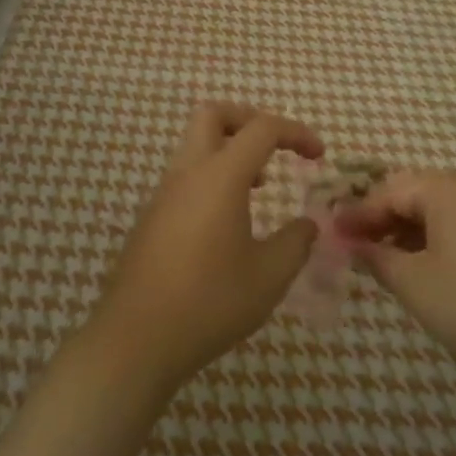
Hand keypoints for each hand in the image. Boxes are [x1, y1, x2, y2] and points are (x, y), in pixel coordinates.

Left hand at [87, 103, 322, 393]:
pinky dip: (212, 178)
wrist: (136, 340)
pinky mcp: (151, 218)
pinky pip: (185, 177)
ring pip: (196, 145)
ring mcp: (164, 194)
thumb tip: (307, 224)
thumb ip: (296, 242)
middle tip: (275, 148)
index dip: (296, 132)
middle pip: (213, 115)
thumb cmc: (209, 302)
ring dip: (230, 151)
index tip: (319, 155)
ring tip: (258, 187)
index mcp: (220, 176)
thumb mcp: (269, 276)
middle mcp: (188, 173)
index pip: (262, 128)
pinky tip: (227, 222)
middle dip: (249, 120)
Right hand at [337, 170, 455, 393]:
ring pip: (441, 207)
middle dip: (384, 221)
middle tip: (358, 251)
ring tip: (388, 263)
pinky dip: (440, 237)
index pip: (390, 190)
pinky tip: (428, 266)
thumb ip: (377, 257)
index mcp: (450, 187)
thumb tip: (352, 243)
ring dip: (411, 230)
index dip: (359, 215)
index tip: (333, 236)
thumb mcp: (416, 285)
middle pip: (416, 193)